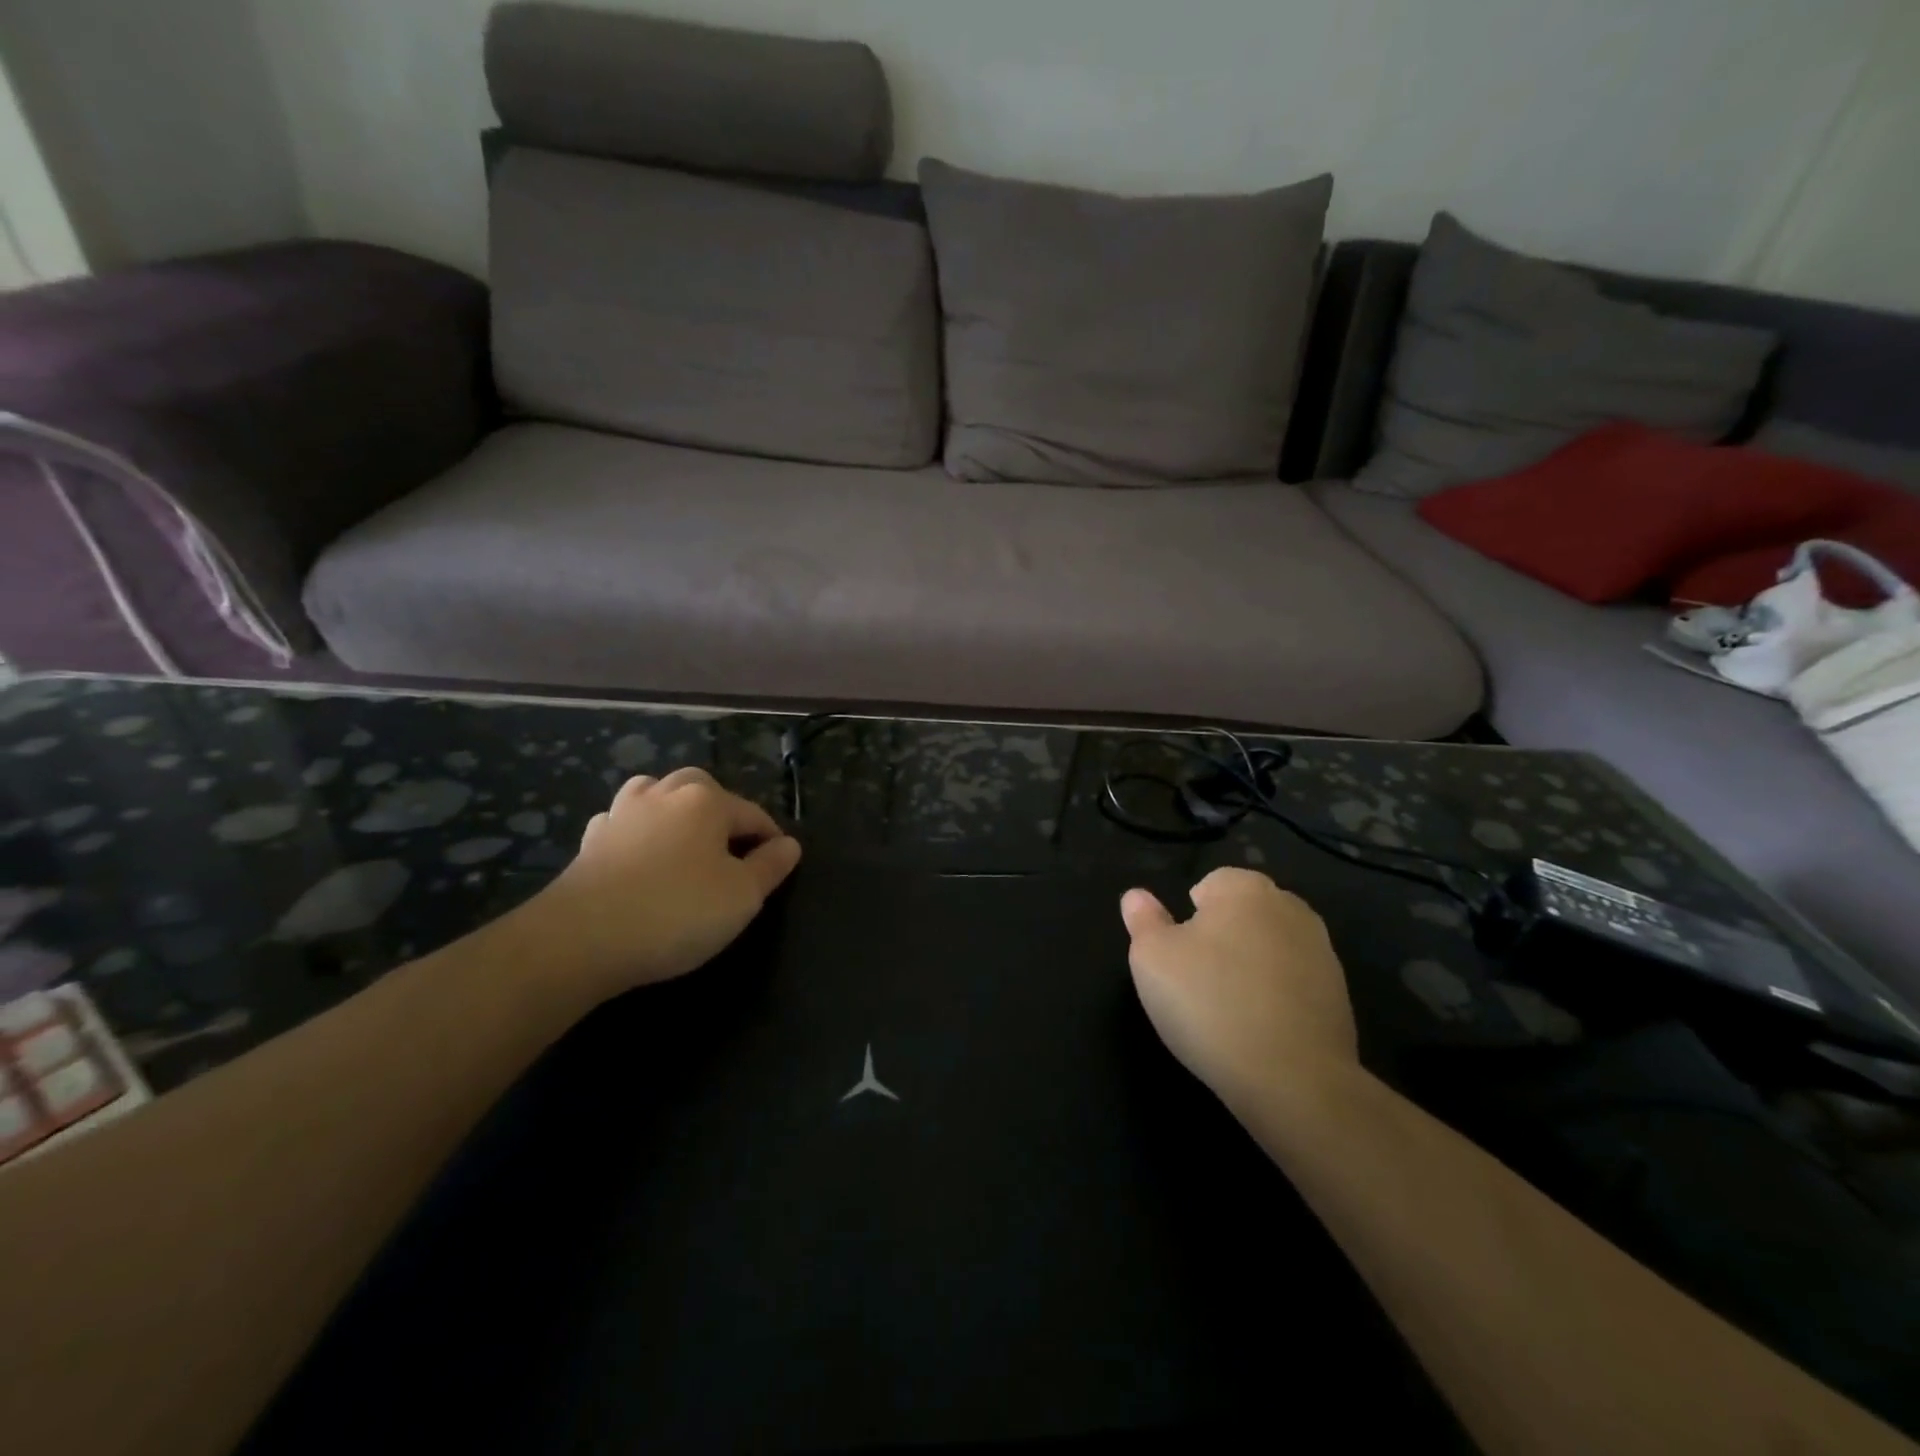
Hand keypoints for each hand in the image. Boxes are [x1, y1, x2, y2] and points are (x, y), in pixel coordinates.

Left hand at [528, 768, 801, 1003]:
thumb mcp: (742, 896)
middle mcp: (664, 795)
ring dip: (674, 808)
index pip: (752, 814)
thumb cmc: (676, 911)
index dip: (771, 839)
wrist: (580, 939)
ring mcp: (621, 814)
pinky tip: (638, 852)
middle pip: (702, 788)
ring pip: (655, 793)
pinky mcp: (590, 842)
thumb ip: (770, 867)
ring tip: (684, 838)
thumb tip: (790, 845)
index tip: (779, 865)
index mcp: (706, 801)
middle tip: (732, 848)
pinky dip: (636, 830)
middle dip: (722, 811)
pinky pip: (621, 822)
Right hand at [1121, 868, 1357, 1117]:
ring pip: (1271, 947)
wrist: (1293, 1079)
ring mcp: (1322, 952)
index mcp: (1245, 889)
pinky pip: (1295, 983)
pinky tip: (1260, 1029)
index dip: (1190, 916)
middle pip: (1245, 913)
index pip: (1212, 883)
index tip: (1181, 954)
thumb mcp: (1151, 958)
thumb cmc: (1209, 1003)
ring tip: (1229, 1008)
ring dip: (1253, 966)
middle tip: (1199, 979)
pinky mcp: (1340, 995)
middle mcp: (1290, 908)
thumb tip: (1137, 897)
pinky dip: (1278, 996)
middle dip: (1224, 936)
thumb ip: (1143, 920)